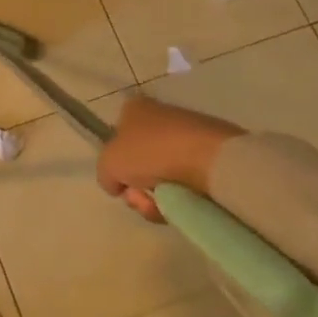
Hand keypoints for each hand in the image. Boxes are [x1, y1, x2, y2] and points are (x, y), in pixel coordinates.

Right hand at [97, 95, 244, 223]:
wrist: (211, 160)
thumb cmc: (151, 152)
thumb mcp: (109, 163)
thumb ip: (105, 174)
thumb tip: (117, 184)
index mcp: (135, 109)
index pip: (117, 135)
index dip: (116, 163)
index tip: (122, 182)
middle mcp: (161, 117)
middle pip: (140, 162)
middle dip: (137, 187)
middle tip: (141, 199)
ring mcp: (189, 137)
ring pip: (163, 176)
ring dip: (157, 198)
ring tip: (163, 206)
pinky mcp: (212, 157)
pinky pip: (188, 183)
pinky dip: (182, 198)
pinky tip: (184, 204)